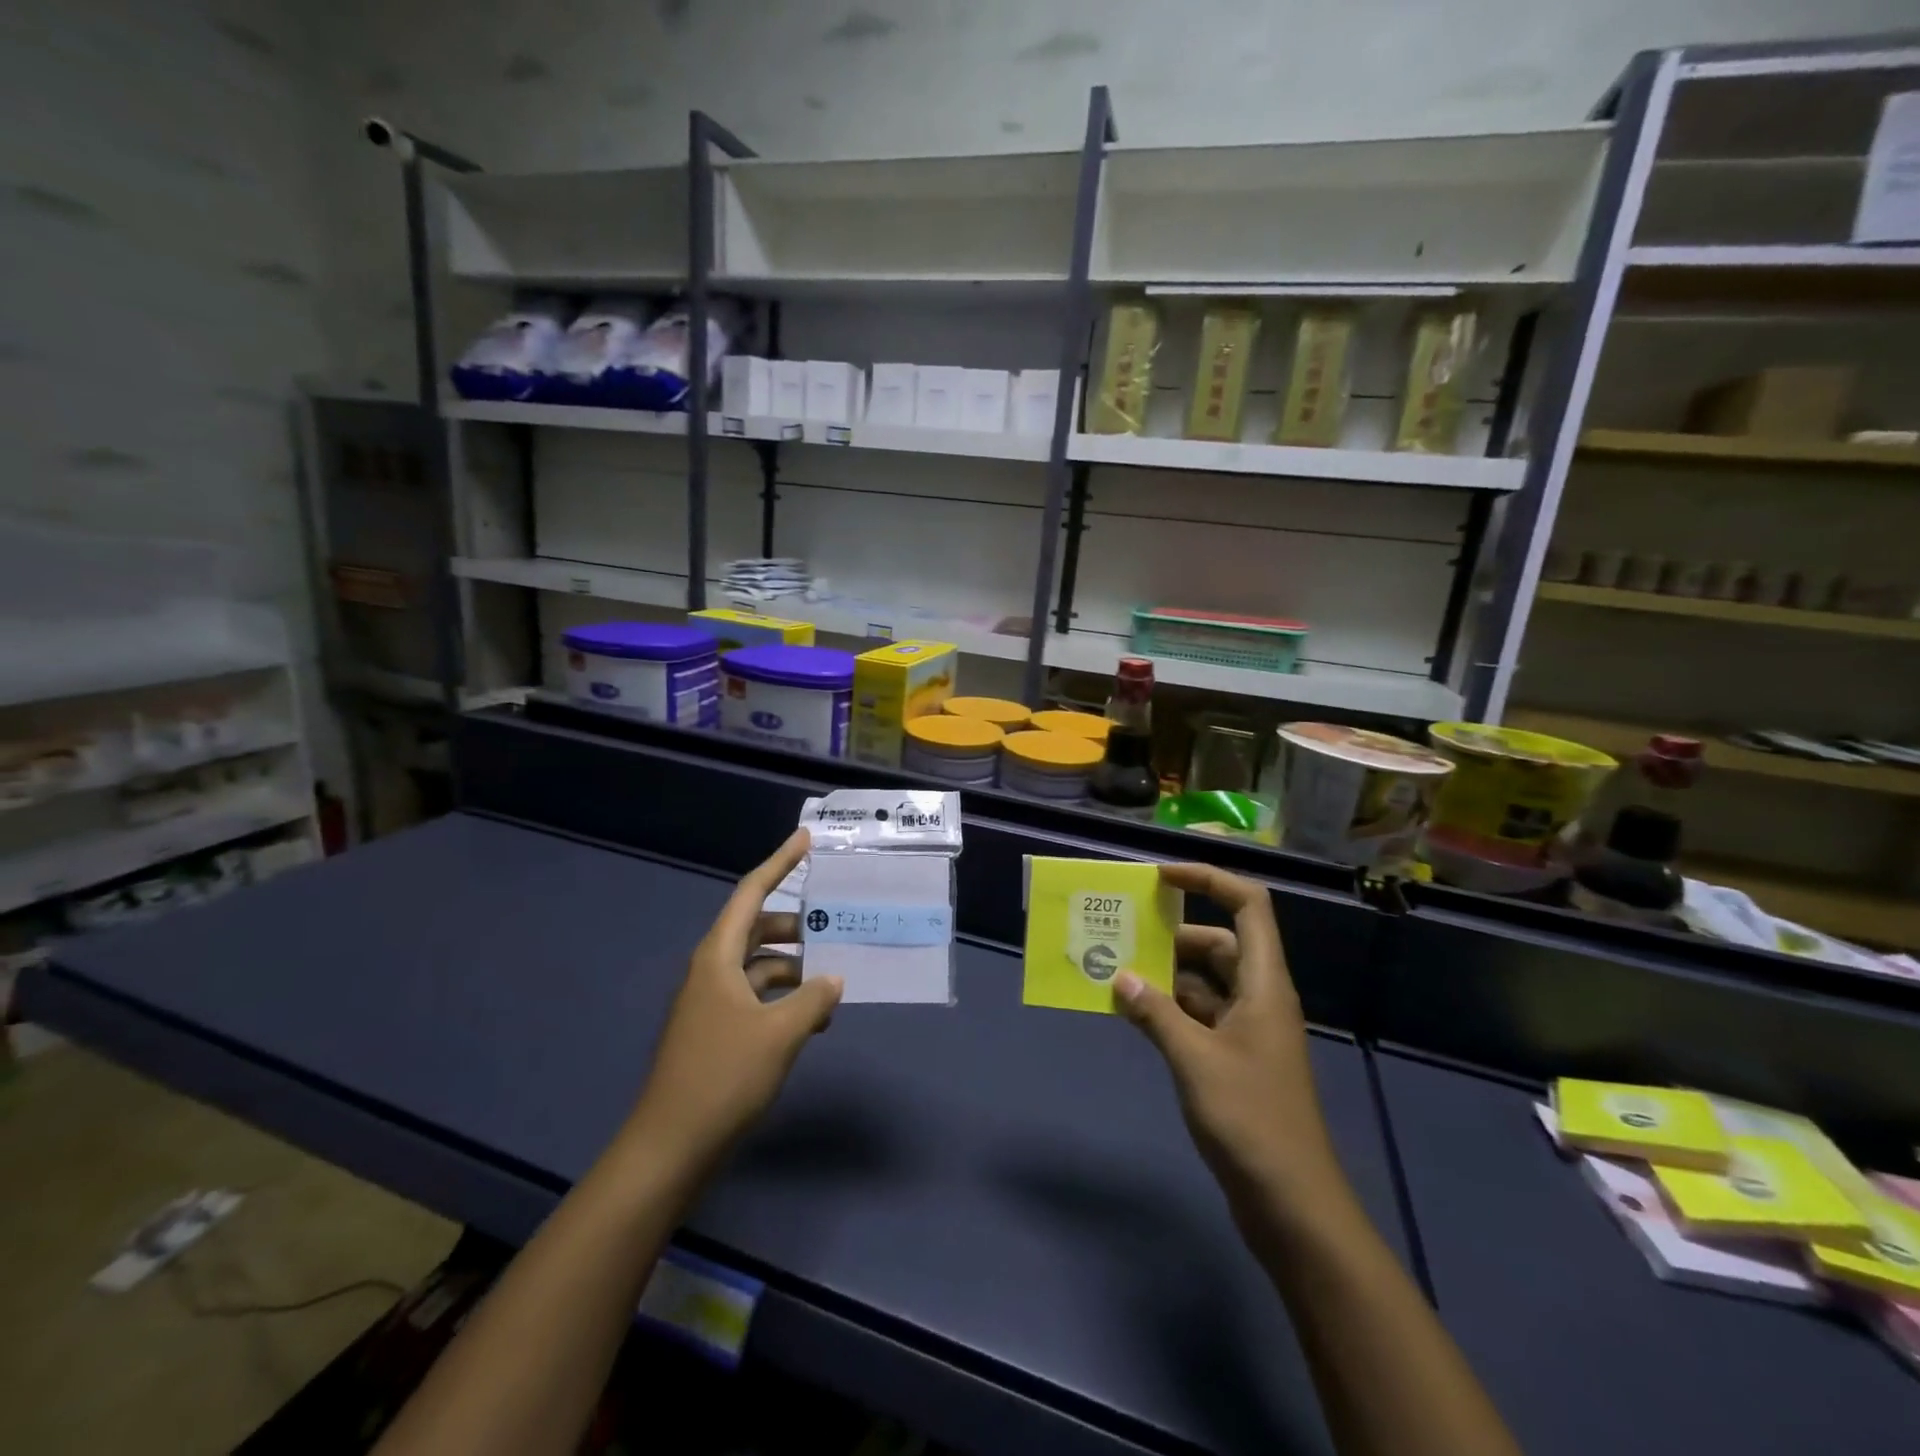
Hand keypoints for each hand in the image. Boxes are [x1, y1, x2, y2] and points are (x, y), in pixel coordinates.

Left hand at [628, 829, 841, 1167]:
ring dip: (796, 968)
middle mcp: (712, 970)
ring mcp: (712, 1002)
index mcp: (719, 956)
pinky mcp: (717, 1030)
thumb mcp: (780, 1033)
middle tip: (835, 924)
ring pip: (760, 966)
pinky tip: (814, 1019)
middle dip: (797, 924)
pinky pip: (757, 997)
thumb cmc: (724, 1076)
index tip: (806, 838)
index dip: (779, 862)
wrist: (671, 1145)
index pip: (752, 892)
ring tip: (835, 980)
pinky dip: (785, 998)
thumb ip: (813, 999)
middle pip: (758, 928)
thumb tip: (835, 978)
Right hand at [1113, 863, 1340, 1214]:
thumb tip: (1119, 976)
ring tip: (1117, 971)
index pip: (1248, 906)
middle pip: (1220, 943)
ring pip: (1205, 982)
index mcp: (1263, 984)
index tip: (1162, 877)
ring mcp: (1248, 1031)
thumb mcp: (1195, 1060)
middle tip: (1124, 933)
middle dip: (1174, 935)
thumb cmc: (1251, 1120)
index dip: (1209, 880)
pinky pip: (1198, 1016)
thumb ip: (1155, 1013)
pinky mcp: (1235, 1060)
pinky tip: (1133, 1014)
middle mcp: (1259, 998)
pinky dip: (1168, 1009)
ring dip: (1166, 975)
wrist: (1292, 1204)